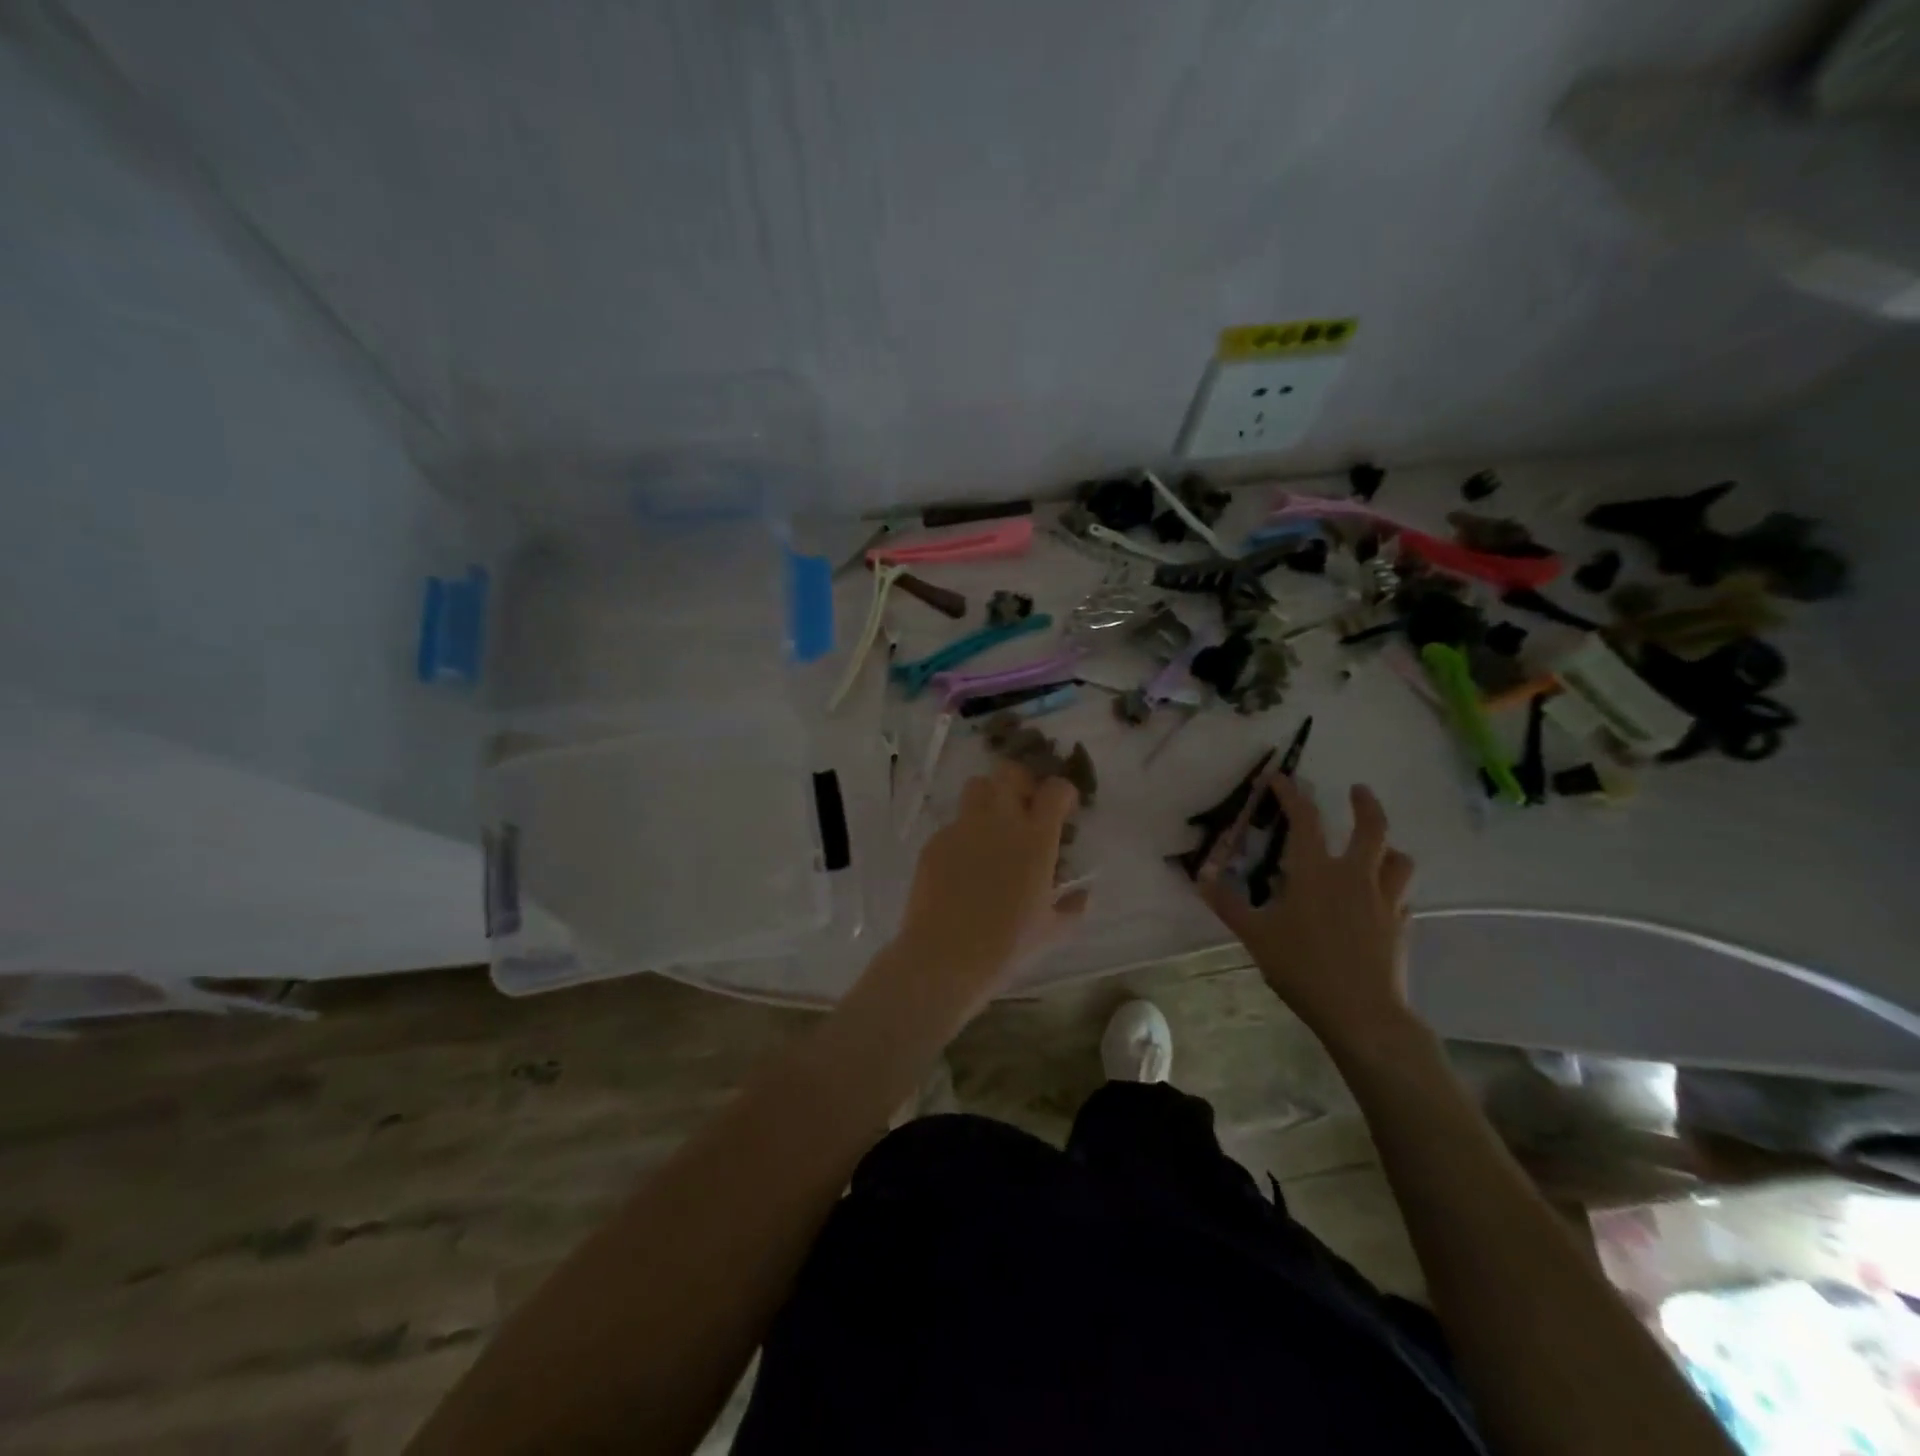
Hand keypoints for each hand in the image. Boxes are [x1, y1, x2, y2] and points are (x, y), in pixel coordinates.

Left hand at [893, 762, 1085, 991]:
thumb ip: (1072, 906)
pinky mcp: (935, 841)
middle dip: (1021, 782)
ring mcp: (963, 828)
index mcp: (1036, 839)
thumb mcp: (1052, 930)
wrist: (945, 956)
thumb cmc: (1007, 945)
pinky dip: (964, 834)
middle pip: (1010, 772)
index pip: (1055, 790)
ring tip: (992, 827)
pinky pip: (953, 824)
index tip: (1063, 810)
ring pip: (977, 787)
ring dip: (989, 798)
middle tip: (1025, 808)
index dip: (1062, 793)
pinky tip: (963, 865)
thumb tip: (1081, 895)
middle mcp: (999, 822)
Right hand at [1197, 775, 1417, 1048]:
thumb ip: (1227, 903)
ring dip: (1387, 847)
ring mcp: (1385, 901)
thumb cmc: (1303, 967)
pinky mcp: (1401, 927)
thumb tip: (1200, 878)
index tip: (1280, 778)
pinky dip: (1391, 889)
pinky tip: (1379, 902)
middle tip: (1357, 790)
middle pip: (1372, 828)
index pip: (1305, 820)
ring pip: (1398, 860)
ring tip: (1377, 849)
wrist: (1362, 1014)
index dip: (1291, 794)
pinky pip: (1402, 896)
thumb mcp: (1255, 935)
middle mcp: (1356, 877)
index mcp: (1317, 872)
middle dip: (1365, 804)